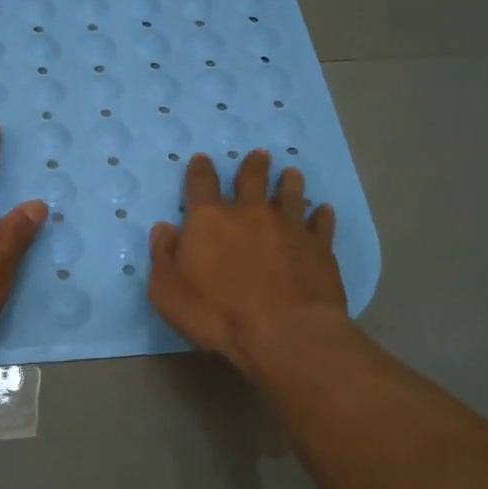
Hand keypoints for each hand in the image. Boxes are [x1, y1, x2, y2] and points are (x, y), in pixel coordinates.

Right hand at [148, 149, 348, 378]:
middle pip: (252, 179)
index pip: (201, 183)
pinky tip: (324, 211)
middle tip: (259, 155)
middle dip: (253, 166)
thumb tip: (164, 228)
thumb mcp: (167, 292)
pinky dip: (322, 216)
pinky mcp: (319, 248)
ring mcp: (288, 228)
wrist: (285, 334)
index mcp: (209, 220)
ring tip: (292, 173)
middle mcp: (250, 214)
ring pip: (291, 195)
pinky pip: (322, 224)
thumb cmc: (217, 314)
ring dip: (290, 182)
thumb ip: (163, 256)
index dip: (200, 169)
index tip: (202, 159)